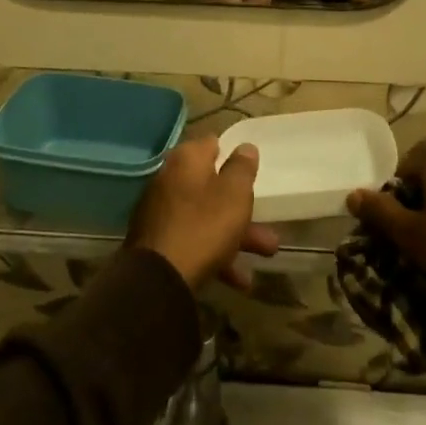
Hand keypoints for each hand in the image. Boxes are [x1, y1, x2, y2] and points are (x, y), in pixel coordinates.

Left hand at [127, 137, 280, 290]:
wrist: (158, 278)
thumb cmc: (203, 226)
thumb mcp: (234, 194)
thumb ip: (242, 168)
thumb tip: (245, 146)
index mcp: (186, 160)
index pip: (213, 144)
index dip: (234, 155)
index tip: (252, 170)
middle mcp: (169, 179)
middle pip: (212, 186)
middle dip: (242, 207)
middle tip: (267, 221)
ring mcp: (161, 211)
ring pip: (206, 216)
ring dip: (237, 235)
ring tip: (267, 254)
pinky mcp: (158, 241)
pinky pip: (194, 240)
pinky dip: (216, 254)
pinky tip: (239, 280)